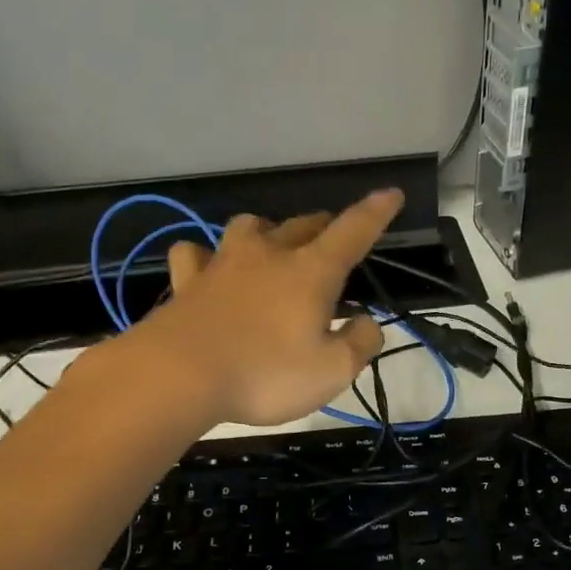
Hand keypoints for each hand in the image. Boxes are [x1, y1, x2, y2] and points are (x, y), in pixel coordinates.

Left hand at [141, 189, 402, 426]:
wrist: (179, 375)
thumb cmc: (265, 374)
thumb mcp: (332, 372)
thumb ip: (359, 343)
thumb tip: (367, 322)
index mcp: (311, 272)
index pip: (352, 232)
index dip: (376, 212)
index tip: (391, 194)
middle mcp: (268, 255)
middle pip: (302, 225)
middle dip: (323, 228)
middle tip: (333, 239)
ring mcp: (223, 264)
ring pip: (251, 227)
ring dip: (268, 232)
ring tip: (272, 247)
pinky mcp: (188, 282)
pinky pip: (197, 253)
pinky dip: (208, 256)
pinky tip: (209, 267)